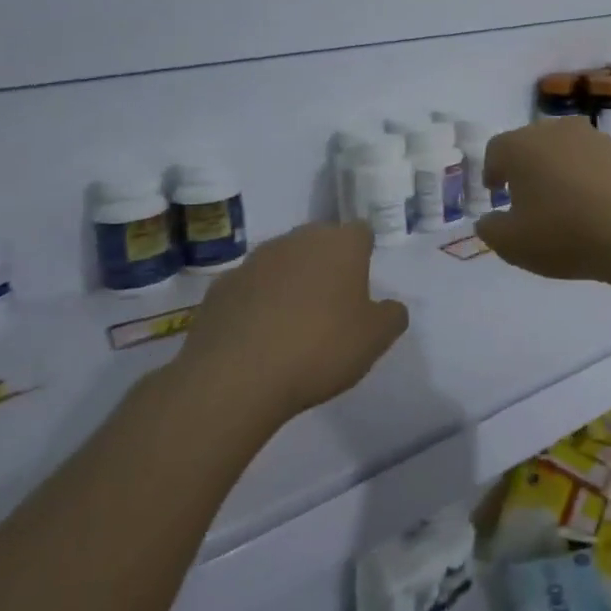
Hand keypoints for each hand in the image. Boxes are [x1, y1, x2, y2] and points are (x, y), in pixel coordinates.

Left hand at [175, 222, 407, 425]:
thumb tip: (389, 307)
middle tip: (331, 306)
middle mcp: (297, 240)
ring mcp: (253, 261)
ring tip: (291, 326)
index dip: (363, 255)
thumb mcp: (376, 339)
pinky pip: (249, 289)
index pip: (361, 232)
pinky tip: (257, 339)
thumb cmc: (320, 349)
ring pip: (282, 263)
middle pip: (319, 242)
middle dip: (326, 265)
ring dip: (289, 283)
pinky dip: (255, 305)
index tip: (362, 285)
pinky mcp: (219, 287)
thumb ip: (391, 316)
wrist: (235, 378)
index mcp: (340, 244)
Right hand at [474, 117, 610, 282]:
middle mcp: (558, 131)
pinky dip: (592, 178)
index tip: (496, 191)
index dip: (492, 170)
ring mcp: (596, 138)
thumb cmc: (565, 234)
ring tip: (565, 204)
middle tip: (527, 197)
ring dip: (561, 171)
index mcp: (523, 146)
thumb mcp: (513, 244)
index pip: (497, 149)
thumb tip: (488, 219)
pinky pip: (598, 163)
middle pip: (533, 144)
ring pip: (568, 150)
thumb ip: (491, 229)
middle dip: (526, 168)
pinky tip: (598, 207)